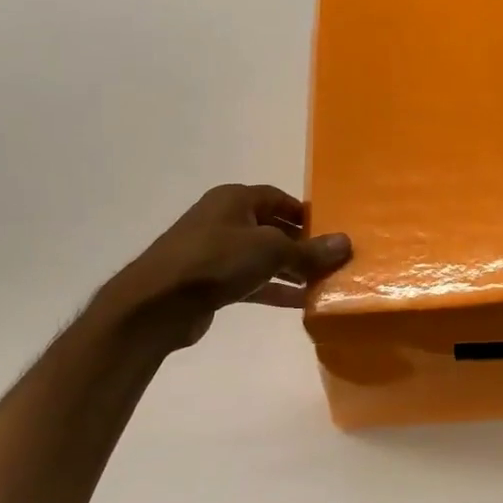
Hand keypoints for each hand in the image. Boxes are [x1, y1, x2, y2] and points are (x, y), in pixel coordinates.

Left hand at [101, 184, 351, 347]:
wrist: (157, 303)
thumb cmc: (216, 261)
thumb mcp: (270, 251)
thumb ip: (309, 251)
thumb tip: (346, 243)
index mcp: (234, 200)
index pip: (278, 198)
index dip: (305, 214)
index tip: (331, 231)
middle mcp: (224, 220)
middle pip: (272, 228)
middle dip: (301, 245)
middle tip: (331, 260)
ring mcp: (214, 252)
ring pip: (262, 257)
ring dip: (290, 270)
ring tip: (322, 283)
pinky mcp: (210, 282)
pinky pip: (251, 281)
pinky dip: (273, 289)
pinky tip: (300, 302)